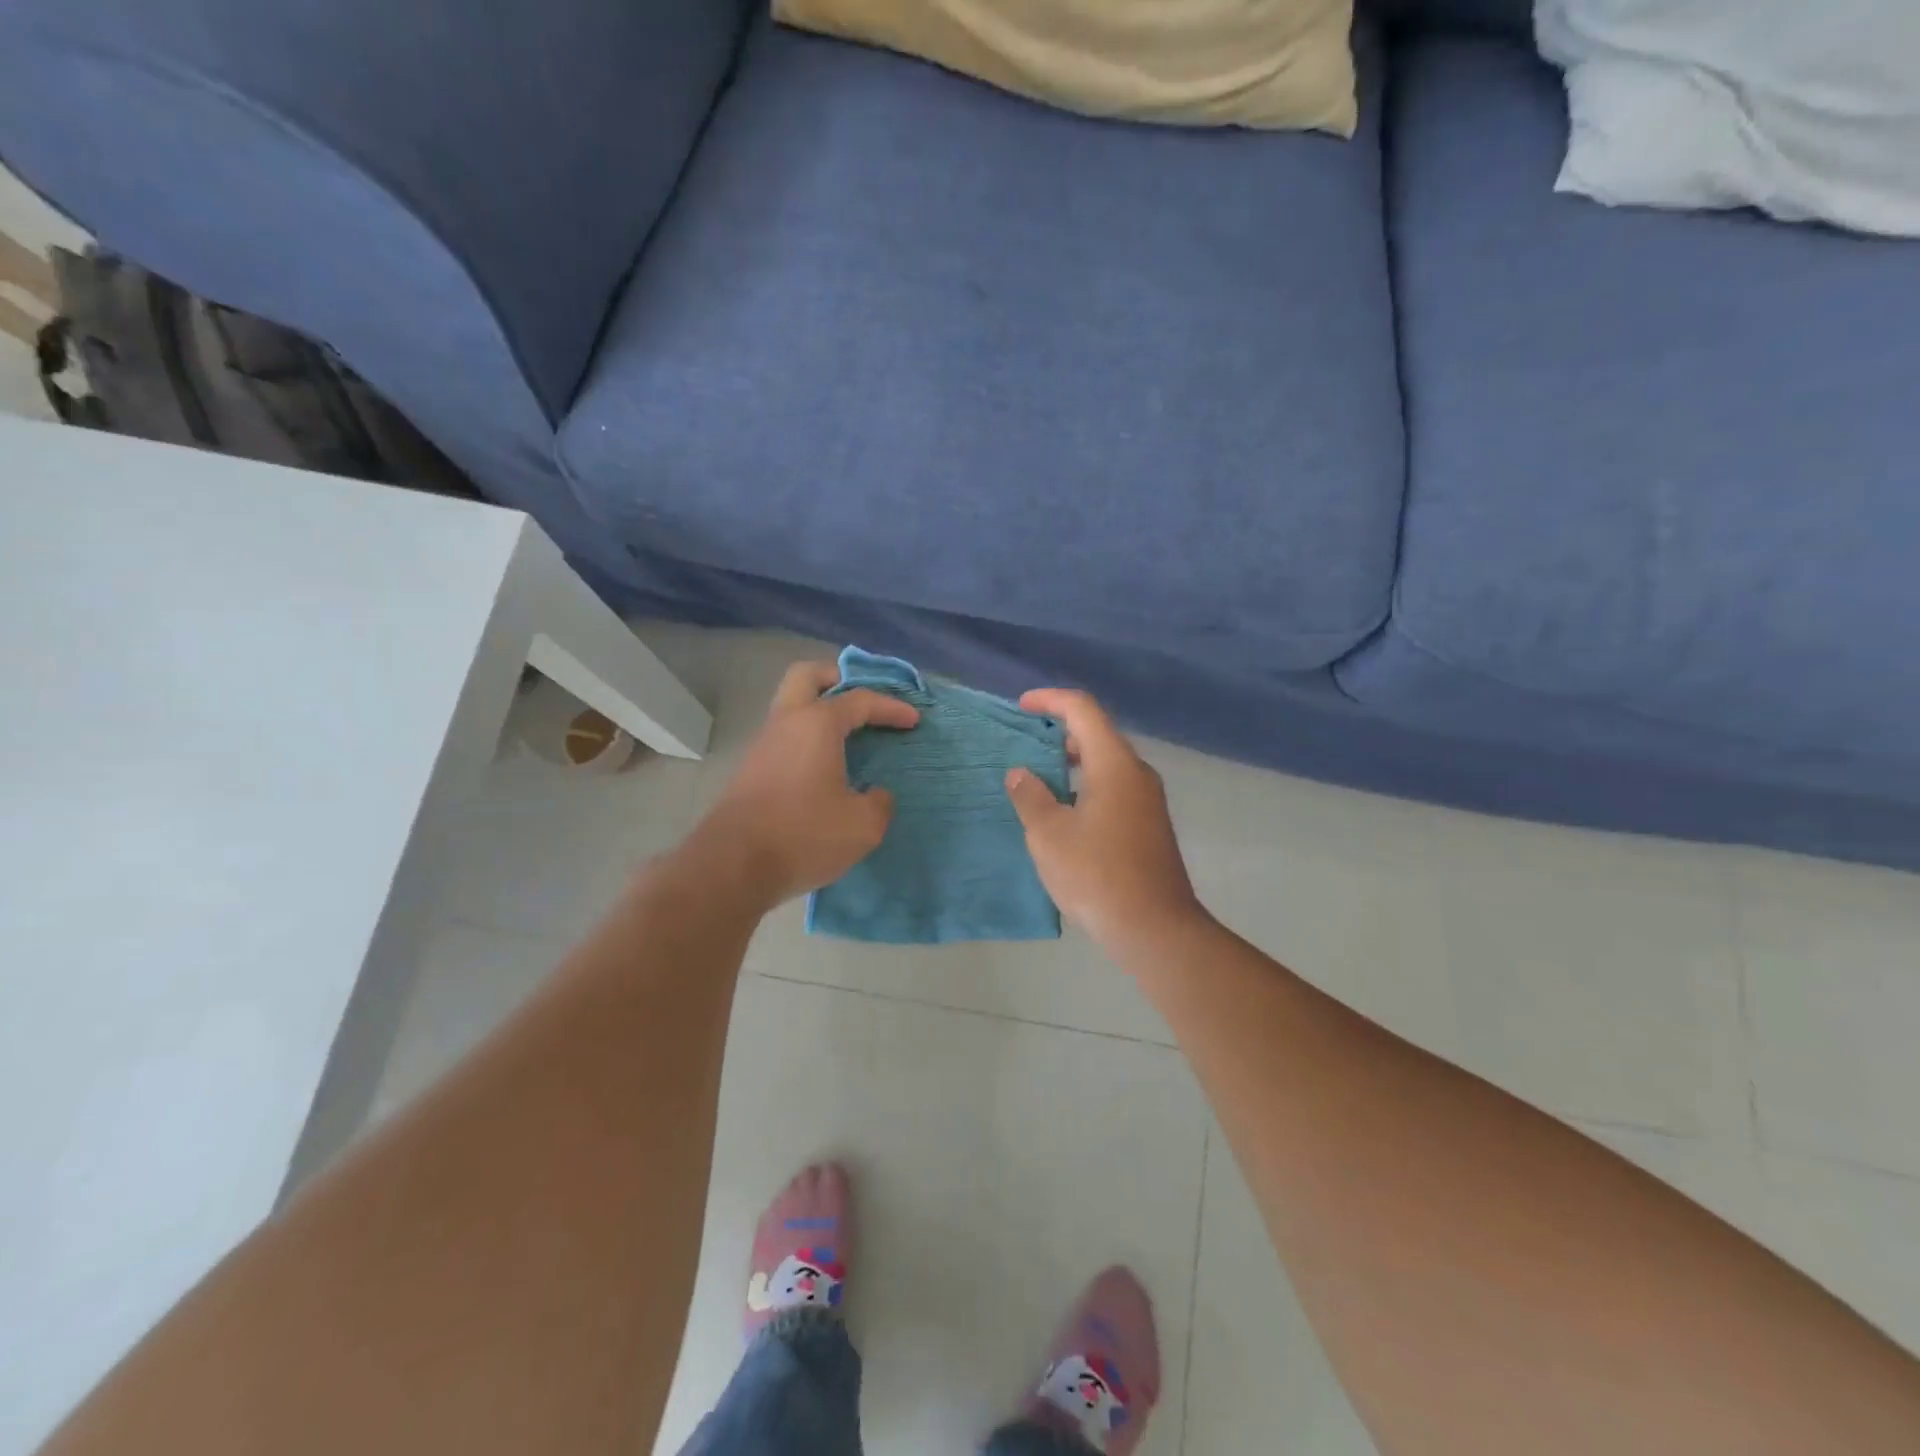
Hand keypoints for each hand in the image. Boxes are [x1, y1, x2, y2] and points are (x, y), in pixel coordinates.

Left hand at [694, 661, 918, 908]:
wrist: (733, 867)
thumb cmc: (804, 835)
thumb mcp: (863, 825)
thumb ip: (879, 803)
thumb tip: (874, 794)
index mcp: (817, 724)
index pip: (860, 700)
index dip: (891, 707)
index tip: (914, 720)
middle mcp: (786, 723)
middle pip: (808, 676)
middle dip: (838, 679)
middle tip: (864, 701)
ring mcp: (764, 746)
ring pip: (792, 707)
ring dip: (820, 712)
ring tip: (850, 737)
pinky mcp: (752, 771)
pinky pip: (786, 737)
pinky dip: (808, 739)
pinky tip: (826, 768)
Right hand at [1004, 689, 1206, 954]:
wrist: (1154, 928)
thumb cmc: (1096, 874)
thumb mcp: (1049, 834)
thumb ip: (1030, 796)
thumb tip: (1021, 773)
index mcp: (1114, 764)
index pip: (1083, 710)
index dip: (1050, 700)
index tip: (1021, 706)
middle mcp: (1137, 773)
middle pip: (1098, 733)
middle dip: (1060, 731)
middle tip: (1026, 744)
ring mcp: (1148, 800)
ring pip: (1107, 763)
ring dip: (1073, 761)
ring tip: (1040, 777)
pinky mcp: (1150, 825)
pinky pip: (1115, 787)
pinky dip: (1087, 784)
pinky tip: (1066, 812)